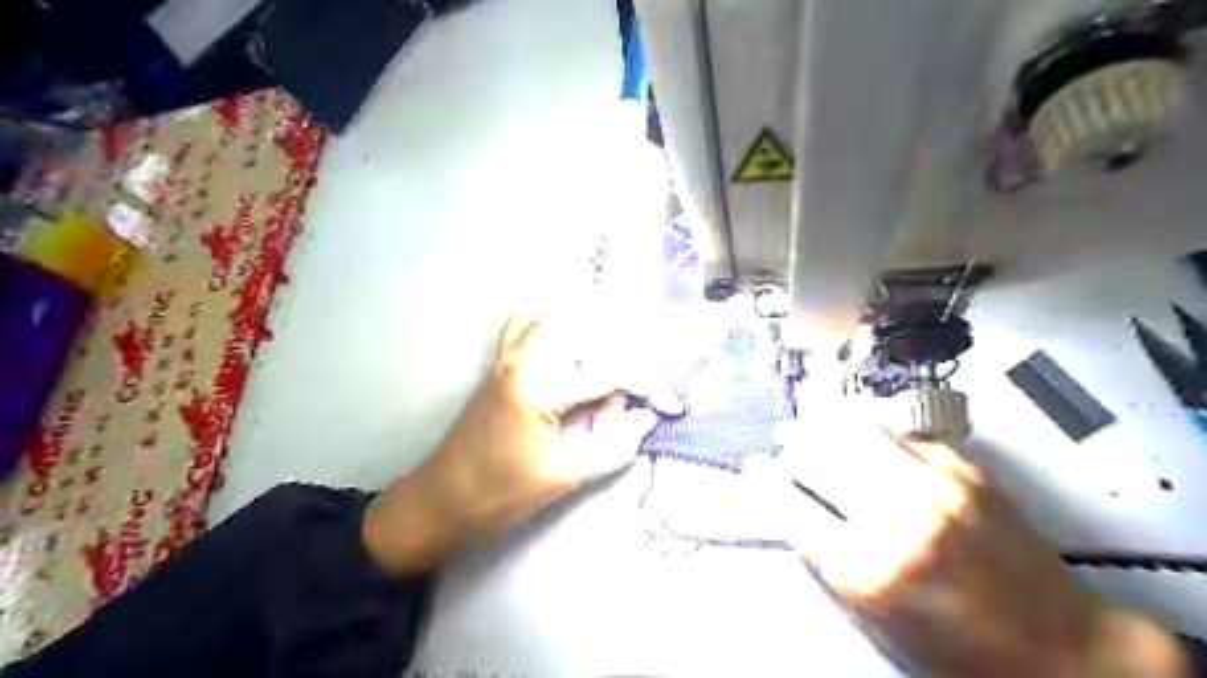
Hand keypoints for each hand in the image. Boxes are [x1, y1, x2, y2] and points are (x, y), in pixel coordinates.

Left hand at [364, 315, 677, 573]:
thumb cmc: (497, 495)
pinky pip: (527, 329)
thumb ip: (612, 446)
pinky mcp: (499, 366)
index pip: (610, 371)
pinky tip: (567, 363)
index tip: (673, 407)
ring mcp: (506, 357)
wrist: (438, 501)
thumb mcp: (562, 476)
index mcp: (538, 384)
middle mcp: (522, 358)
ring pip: (559, 321)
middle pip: (591, 336)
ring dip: (592, 342)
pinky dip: (554, 335)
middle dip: (622, 367)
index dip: (650, 387)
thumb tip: (646, 421)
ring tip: (605, 381)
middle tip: (628, 407)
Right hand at [772, 416, 1186, 675]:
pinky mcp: (965, 468)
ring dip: (819, 423)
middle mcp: (901, 516)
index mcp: (870, 569)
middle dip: (790, 449)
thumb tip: (790, 506)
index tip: (750, 468)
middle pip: (819, 456)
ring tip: (803, 423)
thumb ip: (825, 558)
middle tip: (780, 447)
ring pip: (854, 429)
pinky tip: (852, 429)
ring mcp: (937, 484)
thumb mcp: (873, 618)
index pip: (792, 505)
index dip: (764, 482)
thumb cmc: (958, 647)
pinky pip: (896, 432)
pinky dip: (864, 428)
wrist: (1060, 646)